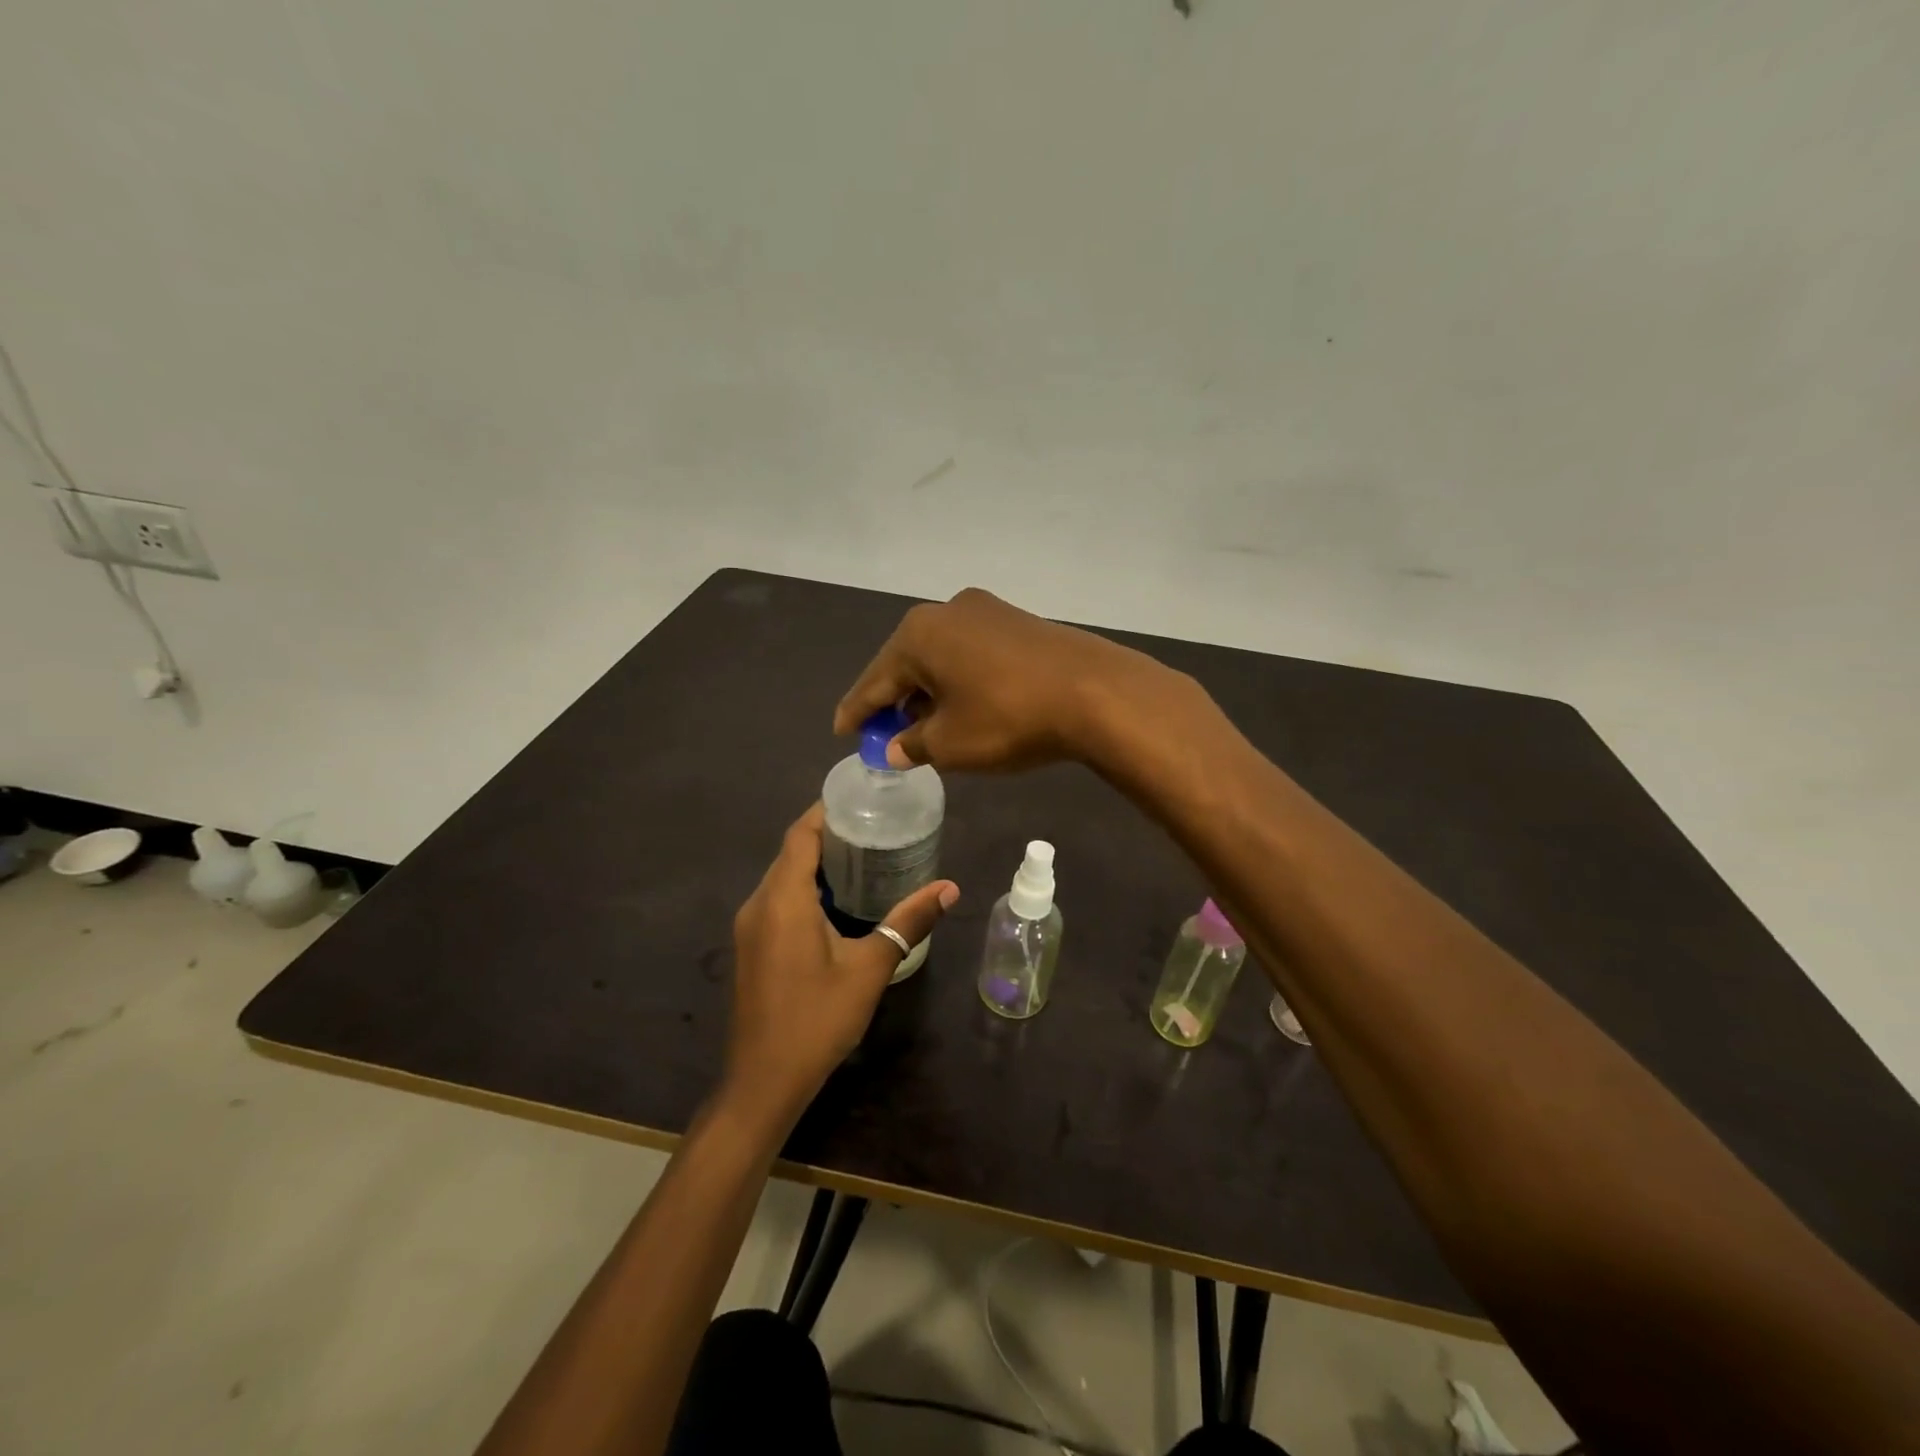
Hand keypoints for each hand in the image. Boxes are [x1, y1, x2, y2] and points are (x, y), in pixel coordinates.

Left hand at [719, 804, 958, 1137]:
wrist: (763, 1083)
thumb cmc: (816, 1020)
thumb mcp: (869, 969)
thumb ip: (907, 923)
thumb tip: (949, 888)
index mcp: (783, 900)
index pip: (800, 835)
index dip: (827, 811)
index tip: (863, 800)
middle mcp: (758, 904)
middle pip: (791, 853)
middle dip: (829, 835)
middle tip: (876, 827)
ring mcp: (750, 927)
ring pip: (783, 877)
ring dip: (818, 863)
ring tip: (865, 856)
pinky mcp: (752, 947)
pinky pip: (778, 900)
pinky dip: (806, 888)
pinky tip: (840, 901)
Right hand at [833, 588, 1175, 771]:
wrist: (1095, 693)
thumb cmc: (1008, 718)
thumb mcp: (950, 743)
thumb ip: (914, 744)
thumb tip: (898, 747)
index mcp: (919, 635)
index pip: (874, 680)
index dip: (857, 711)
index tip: (842, 731)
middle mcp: (948, 611)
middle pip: (907, 663)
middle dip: (896, 701)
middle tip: (886, 735)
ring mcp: (988, 611)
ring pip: (942, 657)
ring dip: (930, 691)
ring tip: (926, 725)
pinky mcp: (1019, 621)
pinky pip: (973, 654)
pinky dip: (960, 681)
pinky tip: (965, 705)